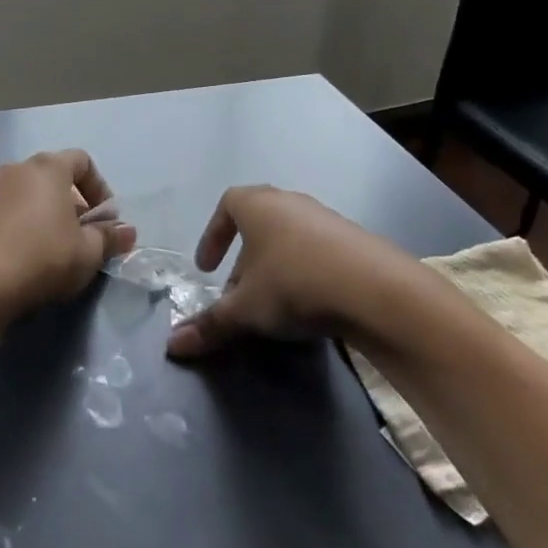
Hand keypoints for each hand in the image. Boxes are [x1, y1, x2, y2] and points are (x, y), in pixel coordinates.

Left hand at [0, 150, 136, 319]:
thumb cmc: (44, 260)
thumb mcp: (88, 253)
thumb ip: (109, 237)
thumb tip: (128, 231)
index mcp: (49, 168)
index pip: (82, 161)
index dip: (98, 187)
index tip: (103, 219)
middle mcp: (16, 167)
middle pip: (49, 174)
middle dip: (66, 199)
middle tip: (75, 233)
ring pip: (15, 186)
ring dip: (29, 203)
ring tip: (37, 237)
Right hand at [165, 186, 406, 359]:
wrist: (375, 289)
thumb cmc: (294, 284)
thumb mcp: (246, 309)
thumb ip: (210, 324)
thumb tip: (172, 346)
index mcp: (257, 204)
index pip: (226, 205)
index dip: (213, 235)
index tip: (207, 268)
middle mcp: (289, 201)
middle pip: (258, 223)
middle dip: (244, 259)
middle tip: (238, 295)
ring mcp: (325, 217)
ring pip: (288, 238)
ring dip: (275, 267)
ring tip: (274, 304)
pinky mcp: (354, 239)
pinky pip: (317, 250)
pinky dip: (305, 271)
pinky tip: (311, 304)